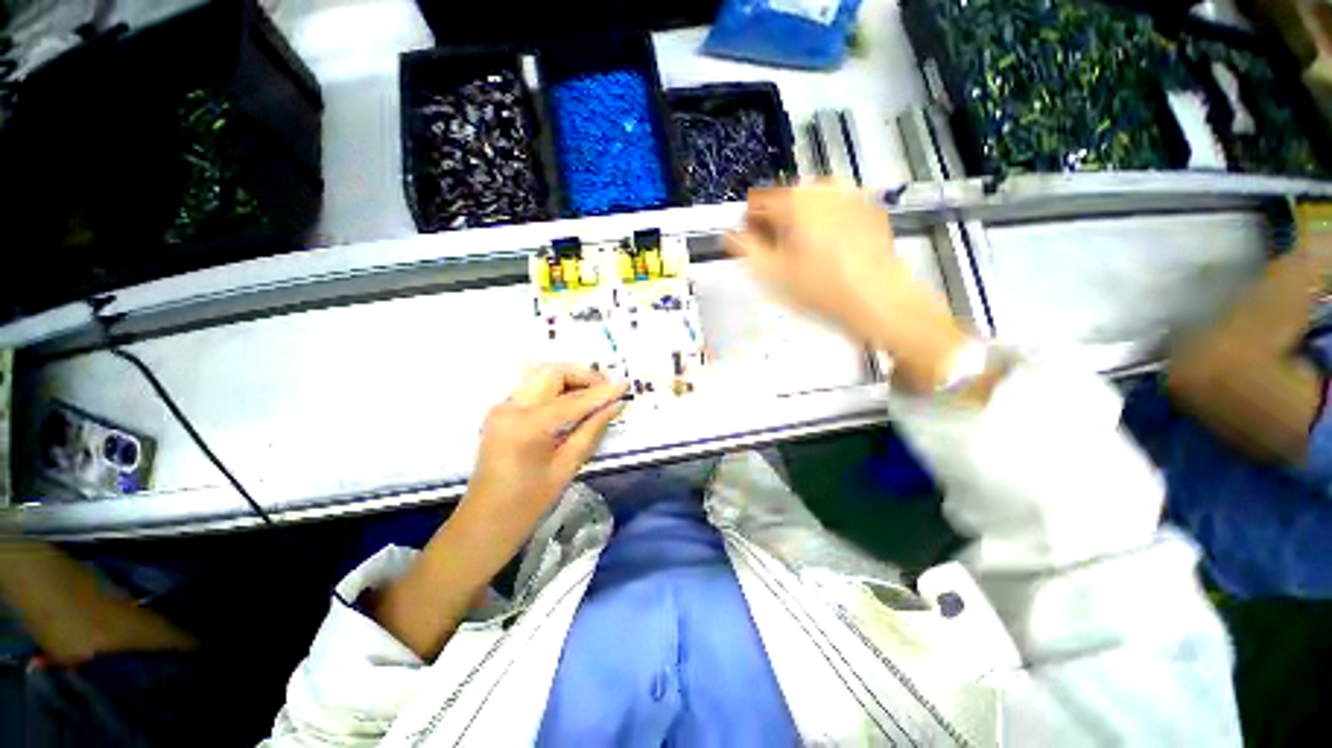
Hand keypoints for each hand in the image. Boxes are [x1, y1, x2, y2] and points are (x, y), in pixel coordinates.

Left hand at [458, 364, 626, 549]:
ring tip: (595, 393)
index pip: (573, 399)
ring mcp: (502, 407)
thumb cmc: (529, 503)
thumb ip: (592, 429)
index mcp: (527, 426)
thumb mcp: (567, 466)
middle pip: (552, 372)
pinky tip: (575, 401)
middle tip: (607, 388)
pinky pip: (534, 388)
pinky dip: (557, 388)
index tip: (625, 384)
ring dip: (570, 378)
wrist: (485, 522)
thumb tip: (616, 405)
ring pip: (542, 375)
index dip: (602, 392)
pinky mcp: (501, 411)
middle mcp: (510, 407)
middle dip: (583, 375)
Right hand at [726, 184, 968, 392]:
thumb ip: (747, 249)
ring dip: (800, 220)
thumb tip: (732, 234)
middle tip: (776, 252)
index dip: (749, 225)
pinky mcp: (870, 208)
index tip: (750, 244)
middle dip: (776, 222)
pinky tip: (828, 247)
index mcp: (796, 201)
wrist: (879, 299)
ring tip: (801, 250)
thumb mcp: (774, 274)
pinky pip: (837, 207)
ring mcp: (851, 195)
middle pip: (786, 198)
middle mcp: (824, 189)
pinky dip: (825, 221)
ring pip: (812, 201)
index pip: (759, 203)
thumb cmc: (822, 288)